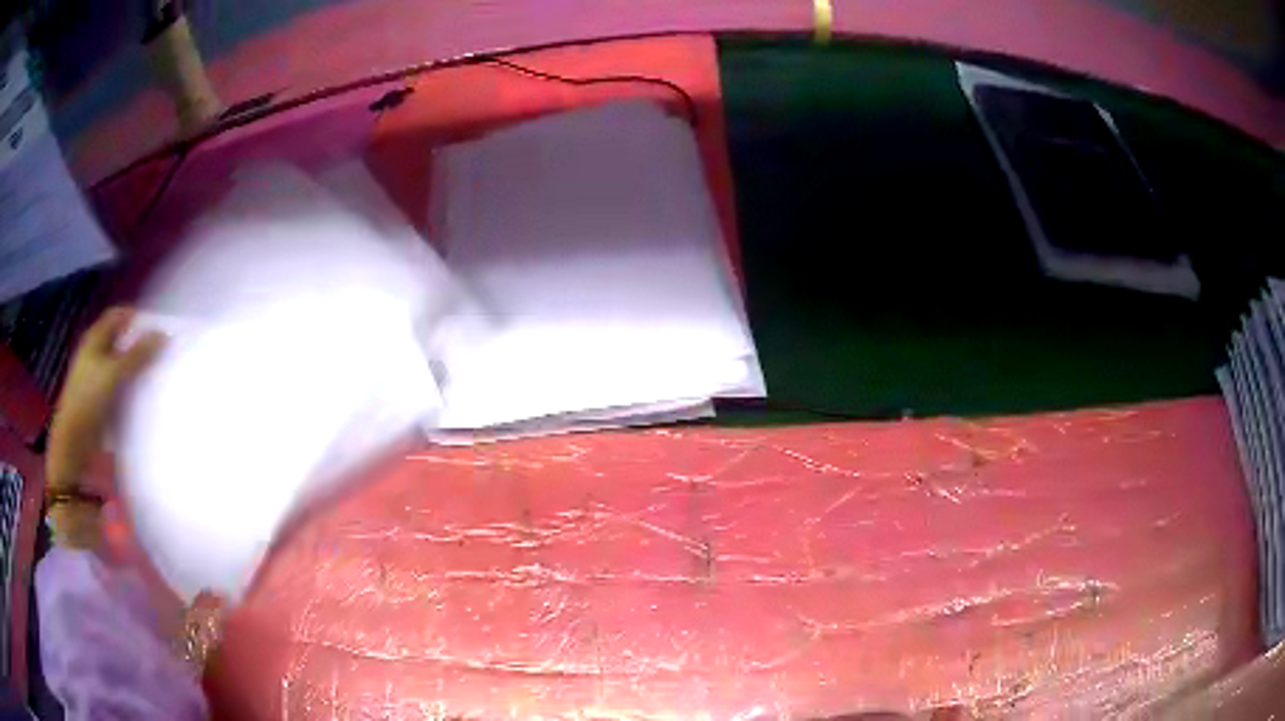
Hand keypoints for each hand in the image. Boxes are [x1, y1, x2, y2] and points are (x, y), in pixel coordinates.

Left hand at [47, 308, 165, 491]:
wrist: (74, 441)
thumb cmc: (89, 398)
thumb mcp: (114, 373)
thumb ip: (138, 354)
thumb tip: (163, 334)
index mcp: (95, 338)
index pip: (118, 315)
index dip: (136, 316)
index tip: (156, 325)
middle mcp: (95, 353)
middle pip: (120, 340)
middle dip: (138, 344)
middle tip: (159, 350)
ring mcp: (96, 377)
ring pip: (120, 365)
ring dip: (135, 368)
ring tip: (154, 374)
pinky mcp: (100, 399)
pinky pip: (119, 386)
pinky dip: (130, 387)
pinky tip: (141, 396)